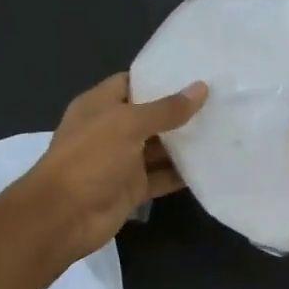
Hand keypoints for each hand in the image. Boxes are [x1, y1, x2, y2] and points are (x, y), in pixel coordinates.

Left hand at [15, 73, 207, 265]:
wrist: (64, 216)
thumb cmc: (90, 158)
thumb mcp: (127, 125)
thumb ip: (165, 109)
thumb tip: (201, 88)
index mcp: (99, 105)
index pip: (132, 82)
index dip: (160, 77)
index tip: (196, 72)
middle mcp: (111, 130)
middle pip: (150, 116)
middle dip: (180, 110)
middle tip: (221, 99)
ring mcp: (121, 161)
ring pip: (159, 148)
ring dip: (186, 143)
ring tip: (225, 128)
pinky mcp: (132, 189)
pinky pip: (162, 177)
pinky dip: (182, 174)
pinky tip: (212, 164)